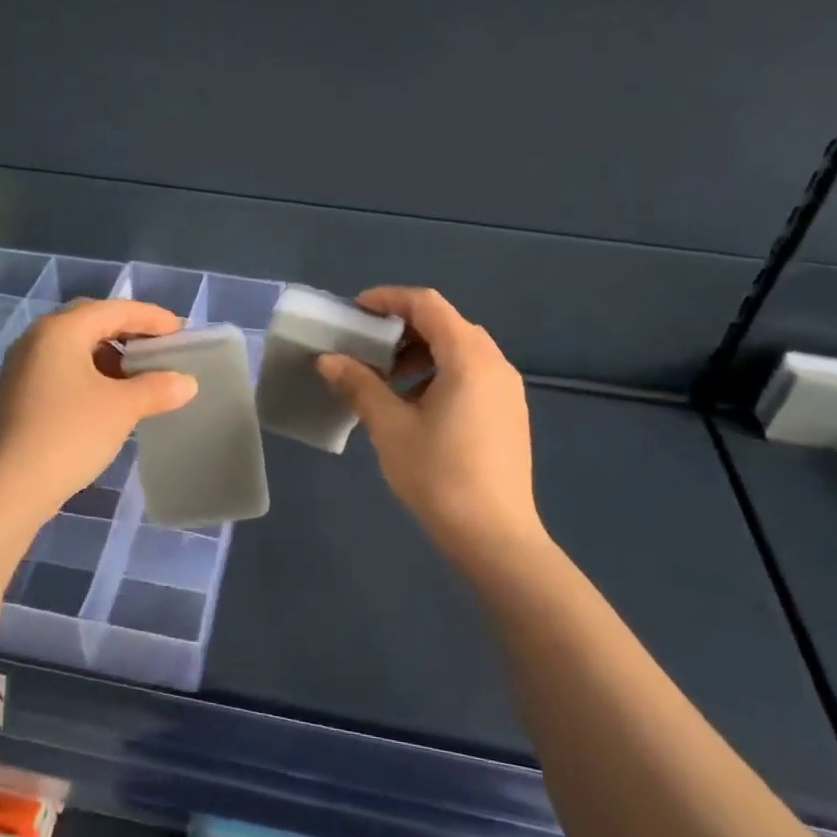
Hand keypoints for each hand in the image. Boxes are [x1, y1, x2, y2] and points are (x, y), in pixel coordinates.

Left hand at [0, 299, 197, 523]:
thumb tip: (186, 382)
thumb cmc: (69, 435)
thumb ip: (157, 388)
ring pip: (74, 347)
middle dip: (128, 332)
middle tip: (159, 348)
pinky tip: (108, 399)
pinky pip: (61, 370)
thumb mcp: (122, 408)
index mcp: (60, 330)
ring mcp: (21, 367)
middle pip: (91, 322)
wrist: (8, 490)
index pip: (114, 309)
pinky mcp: (17, 395)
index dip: (151, 318)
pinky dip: (89, 374)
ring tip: (138, 377)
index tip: (181, 332)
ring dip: (109, 355)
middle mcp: (36, 339)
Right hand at [318, 287, 546, 569]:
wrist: (494, 537)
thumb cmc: (438, 476)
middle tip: (367, 347)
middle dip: (403, 328)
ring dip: (421, 353)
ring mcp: (507, 390)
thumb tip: (328, 360)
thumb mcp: (390, 427)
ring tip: (388, 381)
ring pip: (461, 350)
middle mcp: (495, 364)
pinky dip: (440, 373)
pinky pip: (472, 374)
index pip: (427, 305)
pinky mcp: (509, 413)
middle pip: (447, 324)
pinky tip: (416, 407)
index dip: (388, 299)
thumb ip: (359, 385)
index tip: (355, 310)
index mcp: (469, 358)